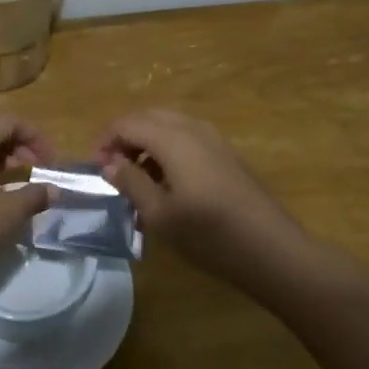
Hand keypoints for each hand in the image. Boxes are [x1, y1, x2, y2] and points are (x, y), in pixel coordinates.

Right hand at [94, 109, 313, 286]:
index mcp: (172, 138)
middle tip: (113, 170)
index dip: (105, 140)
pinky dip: (167, 150)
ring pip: (169, 125)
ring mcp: (214, 139)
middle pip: (148, 118)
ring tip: (137, 180)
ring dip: (146, 144)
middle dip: (125, 138)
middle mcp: (193, 128)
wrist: (273, 250)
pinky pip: (187, 138)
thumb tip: (109, 163)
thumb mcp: (160, 215)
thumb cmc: (210, 235)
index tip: (95, 169)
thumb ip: (131, 182)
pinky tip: (167, 184)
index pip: (127, 123)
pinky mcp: (227, 154)